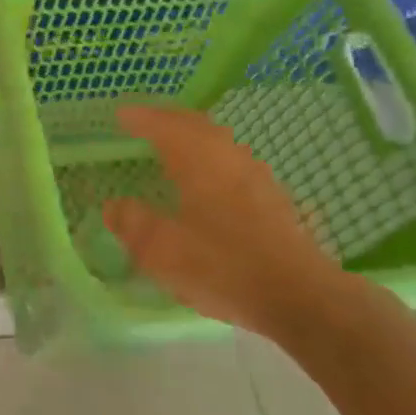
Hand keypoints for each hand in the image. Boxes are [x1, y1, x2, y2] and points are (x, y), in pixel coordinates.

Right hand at [103, 104, 352, 337]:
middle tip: (144, 122)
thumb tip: (113, 206)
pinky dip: (211, 157)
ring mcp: (255, 176)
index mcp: (198, 160)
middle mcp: (228, 157)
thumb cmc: (224, 266)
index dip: (140, 118)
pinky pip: (232, 161)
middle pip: (195, 124)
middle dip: (167, 119)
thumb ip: (132, 223)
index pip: (164, 125)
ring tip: (173, 146)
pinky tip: (209, 179)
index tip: (120, 115)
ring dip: (192, 136)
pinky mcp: (273, 198)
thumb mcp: (163, 251)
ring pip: (218, 141)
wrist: (302, 298)